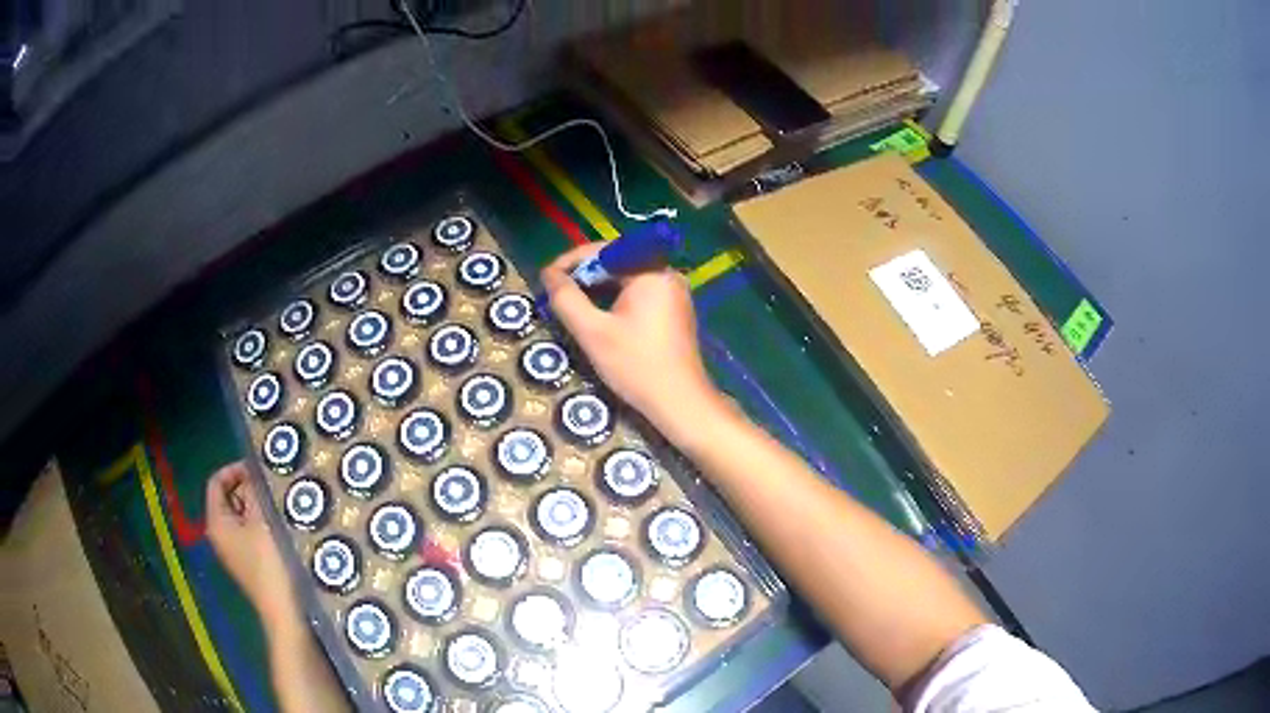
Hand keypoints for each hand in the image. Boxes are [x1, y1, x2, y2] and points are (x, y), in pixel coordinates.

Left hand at [205, 462, 295, 624]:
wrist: (284, 612)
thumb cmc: (269, 564)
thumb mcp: (262, 521)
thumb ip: (254, 492)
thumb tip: (252, 471)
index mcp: (216, 522)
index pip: (216, 482)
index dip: (235, 470)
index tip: (258, 468)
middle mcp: (219, 535)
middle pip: (228, 498)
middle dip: (248, 488)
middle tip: (272, 485)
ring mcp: (234, 551)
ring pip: (241, 516)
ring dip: (258, 506)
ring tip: (280, 503)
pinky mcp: (249, 563)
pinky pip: (250, 533)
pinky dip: (262, 524)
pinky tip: (282, 526)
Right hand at [541, 244, 727, 445]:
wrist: (680, 403)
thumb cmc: (636, 365)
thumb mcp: (592, 332)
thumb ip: (566, 299)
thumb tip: (548, 274)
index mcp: (651, 271)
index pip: (604, 251)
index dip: (571, 261)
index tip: (547, 278)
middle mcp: (667, 274)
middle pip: (617, 263)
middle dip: (584, 276)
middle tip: (556, 293)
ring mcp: (674, 293)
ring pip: (627, 280)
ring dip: (598, 289)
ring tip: (571, 305)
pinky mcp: (675, 311)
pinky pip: (639, 294)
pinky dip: (616, 301)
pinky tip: (598, 317)